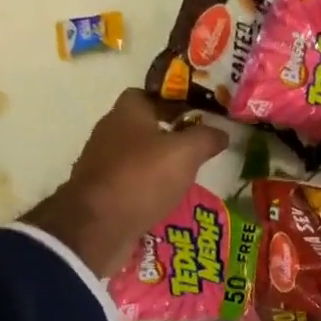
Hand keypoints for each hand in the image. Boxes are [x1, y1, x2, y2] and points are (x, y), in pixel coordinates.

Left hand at [23, 90, 228, 277]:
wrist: (98, 226)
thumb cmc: (142, 177)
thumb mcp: (186, 153)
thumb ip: (206, 138)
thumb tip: (222, 132)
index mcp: (127, 114)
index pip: (147, 94)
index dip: (172, 101)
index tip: (196, 114)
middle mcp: (110, 133)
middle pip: (143, 125)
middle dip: (170, 133)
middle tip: (199, 146)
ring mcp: (103, 163)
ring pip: (138, 155)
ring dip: (160, 162)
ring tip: (189, 175)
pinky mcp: (102, 192)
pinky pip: (132, 181)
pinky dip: (150, 186)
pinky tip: (168, 198)